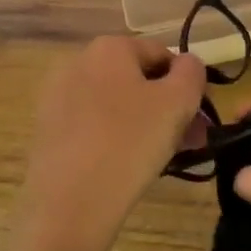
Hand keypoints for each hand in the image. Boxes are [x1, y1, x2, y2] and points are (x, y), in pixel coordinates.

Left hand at [12, 36, 205, 250]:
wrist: (70, 203)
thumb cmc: (131, 142)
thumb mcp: (178, 102)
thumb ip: (192, 72)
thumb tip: (187, 64)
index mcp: (109, 47)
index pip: (162, 54)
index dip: (188, 84)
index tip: (202, 119)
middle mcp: (77, 62)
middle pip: (138, 80)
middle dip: (169, 108)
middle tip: (191, 142)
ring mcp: (58, 97)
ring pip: (117, 105)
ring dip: (147, 124)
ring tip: (166, 158)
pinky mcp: (49, 130)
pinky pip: (95, 126)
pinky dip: (117, 138)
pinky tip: (130, 166)